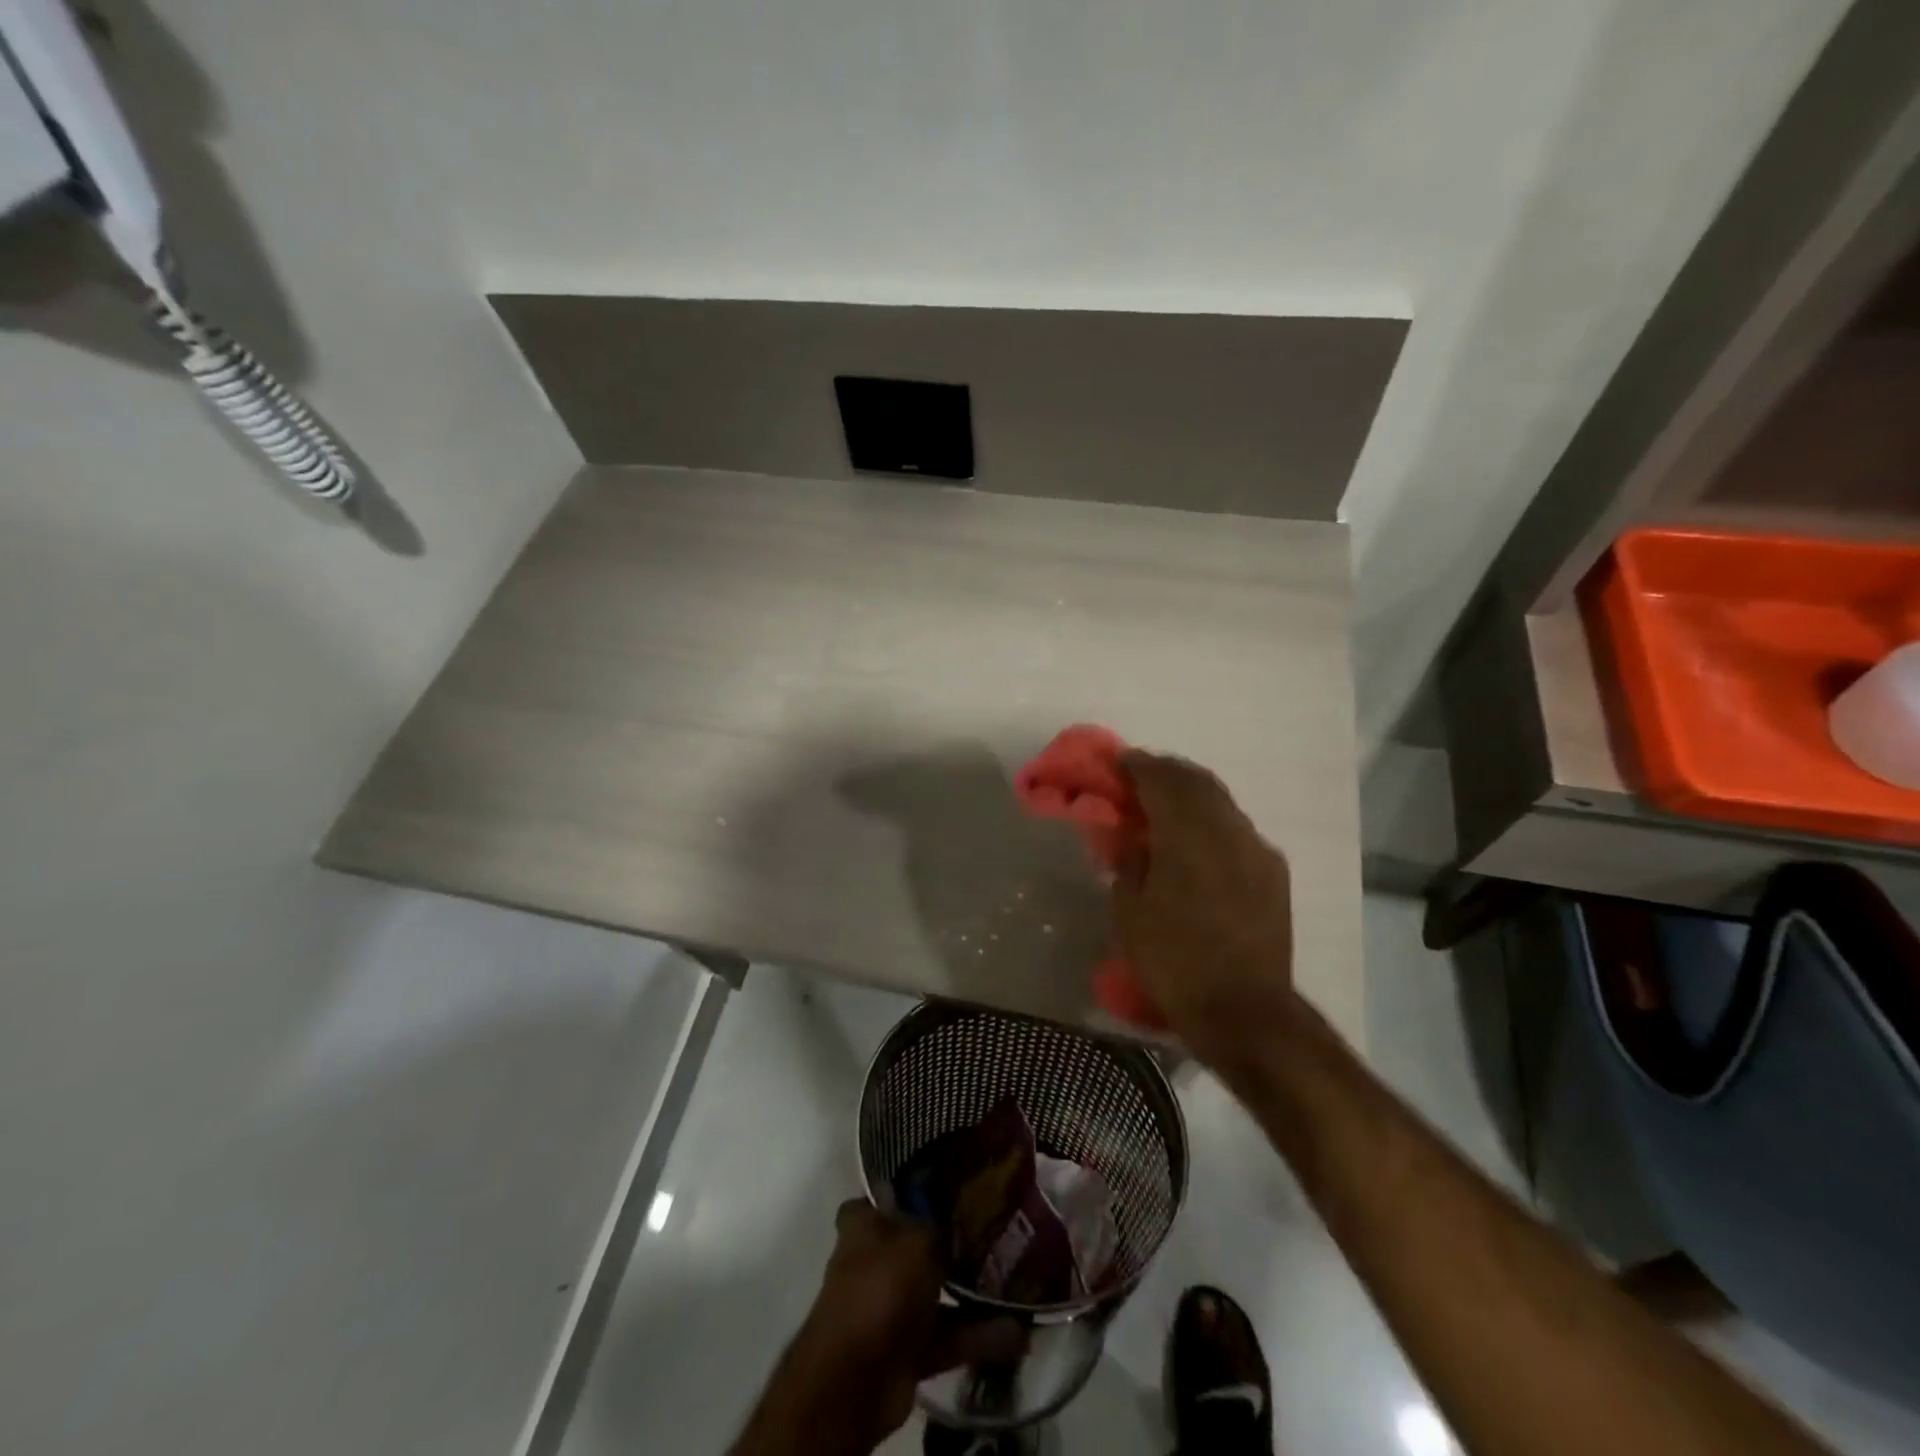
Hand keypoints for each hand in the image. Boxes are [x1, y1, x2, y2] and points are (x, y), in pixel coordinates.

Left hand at [731, 1200, 1023, 1455]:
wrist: (854, 1380)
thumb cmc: (880, 1287)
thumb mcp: (918, 1238)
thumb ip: (942, 1224)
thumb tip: (964, 1210)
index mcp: (865, 1224)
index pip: (889, 1193)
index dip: (917, 1187)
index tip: (954, 1180)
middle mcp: (875, 1259)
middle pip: (919, 1240)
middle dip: (954, 1238)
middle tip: (998, 1226)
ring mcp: (891, 1305)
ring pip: (938, 1289)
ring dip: (973, 1289)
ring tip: (1018, 1278)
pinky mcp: (909, 1348)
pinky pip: (950, 1334)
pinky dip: (980, 1335)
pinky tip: (1020, 1333)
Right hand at [1113, 750, 1297, 1070]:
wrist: (1245, 1011)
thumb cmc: (1174, 961)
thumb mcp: (1130, 912)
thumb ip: (1129, 861)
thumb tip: (1131, 836)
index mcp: (1187, 835)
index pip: (1161, 779)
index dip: (1137, 765)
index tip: (1117, 762)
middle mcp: (1228, 830)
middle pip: (1197, 781)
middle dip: (1166, 772)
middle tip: (1139, 778)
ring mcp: (1256, 849)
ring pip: (1221, 802)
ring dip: (1191, 794)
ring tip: (1166, 806)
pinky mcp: (1274, 871)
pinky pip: (1238, 828)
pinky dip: (1213, 820)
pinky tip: (1199, 841)